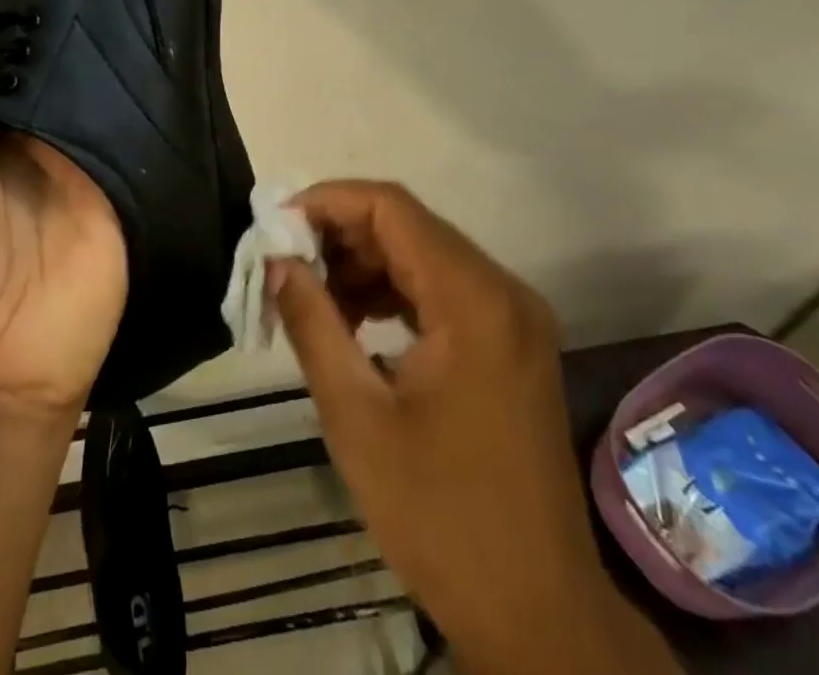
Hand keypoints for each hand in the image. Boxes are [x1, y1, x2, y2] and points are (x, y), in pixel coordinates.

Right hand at [272, 181, 676, 674]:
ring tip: (312, 297)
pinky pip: (443, 289)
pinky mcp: (512, 343)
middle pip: (409, 225)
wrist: (541, 618)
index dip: (328, 202)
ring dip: (364, 264)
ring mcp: (514, 317)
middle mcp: (503, 291)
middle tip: (286, 263)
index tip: (277, 226)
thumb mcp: (357, 418)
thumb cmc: (442, 519)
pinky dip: (394, 292)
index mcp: (473, 301)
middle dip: (340, 234)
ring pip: (424, 254)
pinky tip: (354, 323)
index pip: (391, 208)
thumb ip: (312, 323)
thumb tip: (277, 261)